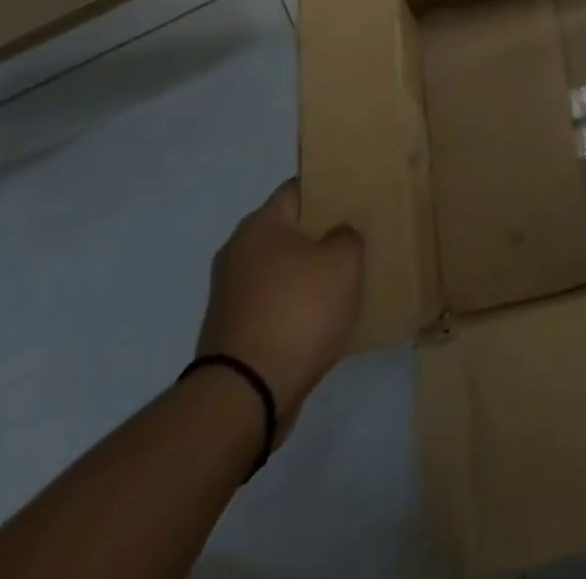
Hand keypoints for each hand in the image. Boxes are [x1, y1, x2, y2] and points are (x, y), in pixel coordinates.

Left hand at [196, 182, 363, 435]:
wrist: (245, 396)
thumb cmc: (298, 312)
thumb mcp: (343, 261)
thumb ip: (347, 236)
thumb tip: (336, 236)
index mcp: (260, 225)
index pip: (298, 188)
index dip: (328, 188)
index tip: (354, 197)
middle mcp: (237, 252)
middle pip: (287, 230)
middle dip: (318, 234)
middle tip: (355, 238)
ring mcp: (229, 295)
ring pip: (279, 270)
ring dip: (306, 274)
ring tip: (343, 281)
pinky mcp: (230, 333)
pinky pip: (271, 305)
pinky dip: (293, 307)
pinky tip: (320, 319)